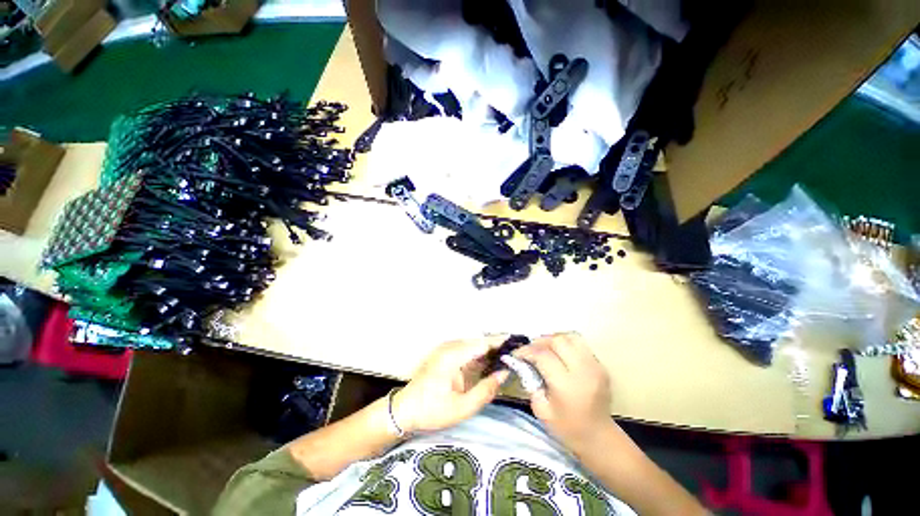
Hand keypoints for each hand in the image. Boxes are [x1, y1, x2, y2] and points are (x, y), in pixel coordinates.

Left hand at [393, 337, 509, 433]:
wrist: (404, 411)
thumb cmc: (431, 411)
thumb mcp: (462, 408)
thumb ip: (485, 390)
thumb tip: (504, 373)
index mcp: (453, 356)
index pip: (482, 343)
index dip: (500, 343)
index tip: (517, 344)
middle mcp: (449, 346)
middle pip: (479, 341)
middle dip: (497, 346)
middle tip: (515, 354)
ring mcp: (446, 348)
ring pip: (473, 345)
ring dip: (488, 350)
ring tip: (507, 358)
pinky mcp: (444, 353)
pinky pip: (466, 350)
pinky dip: (479, 355)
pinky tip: (489, 363)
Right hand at [514, 333, 611, 451]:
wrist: (598, 437)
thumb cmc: (566, 428)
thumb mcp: (541, 409)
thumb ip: (530, 382)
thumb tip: (522, 362)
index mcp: (567, 386)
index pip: (543, 355)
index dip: (527, 351)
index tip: (517, 354)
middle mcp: (583, 371)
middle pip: (558, 341)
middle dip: (540, 342)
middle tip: (530, 350)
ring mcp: (595, 366)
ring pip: (570, 337)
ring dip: (553, 340)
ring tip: (544, 349)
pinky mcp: (600, 365)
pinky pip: (579, 344)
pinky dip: (566, 344)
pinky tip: (559, 354)